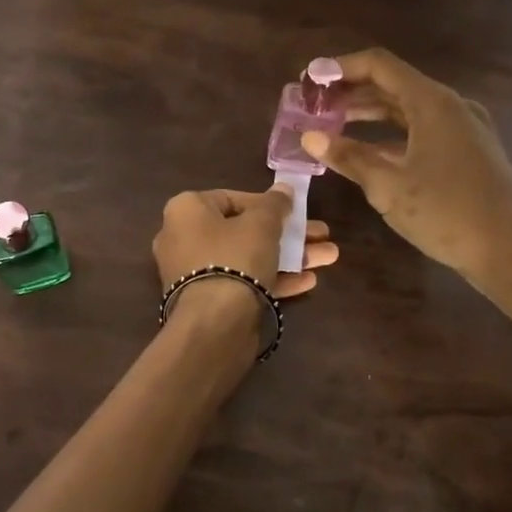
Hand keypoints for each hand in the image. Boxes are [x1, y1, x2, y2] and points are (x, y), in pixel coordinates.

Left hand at [151, 187, 337, 302]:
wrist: (214, 323)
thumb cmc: (235, 257)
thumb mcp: (262, 224)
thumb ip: (275, 204)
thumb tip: (283, 188)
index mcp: (186, 210)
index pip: (230, 198)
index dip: (266, 204)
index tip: (293, 210)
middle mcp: (183, 238)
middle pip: (244, 230)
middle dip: (286, 233)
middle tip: (320, 233)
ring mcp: (194, 272)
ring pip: (247, 258)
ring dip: (289, 256)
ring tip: (329, 256)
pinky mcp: (207, 301)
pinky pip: (242, 282)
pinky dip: (272, 279)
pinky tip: (309, 281)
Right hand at [299, 48, 511, 332]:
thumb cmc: (446, 212)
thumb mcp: (387, 186)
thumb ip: (347, 156)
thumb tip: (309, 137)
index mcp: (432, 103)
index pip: (379, 65)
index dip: (340, 67)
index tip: (310, 79)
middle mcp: (450, 106)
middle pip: (392, 84)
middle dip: (350, 92)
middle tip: (314, 105)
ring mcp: (463, 128)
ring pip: (407, 109)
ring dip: (368, 114)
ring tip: (331, 125)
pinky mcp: (468, 151)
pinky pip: (421, 130)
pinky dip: (391, 135)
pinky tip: (366, 152)